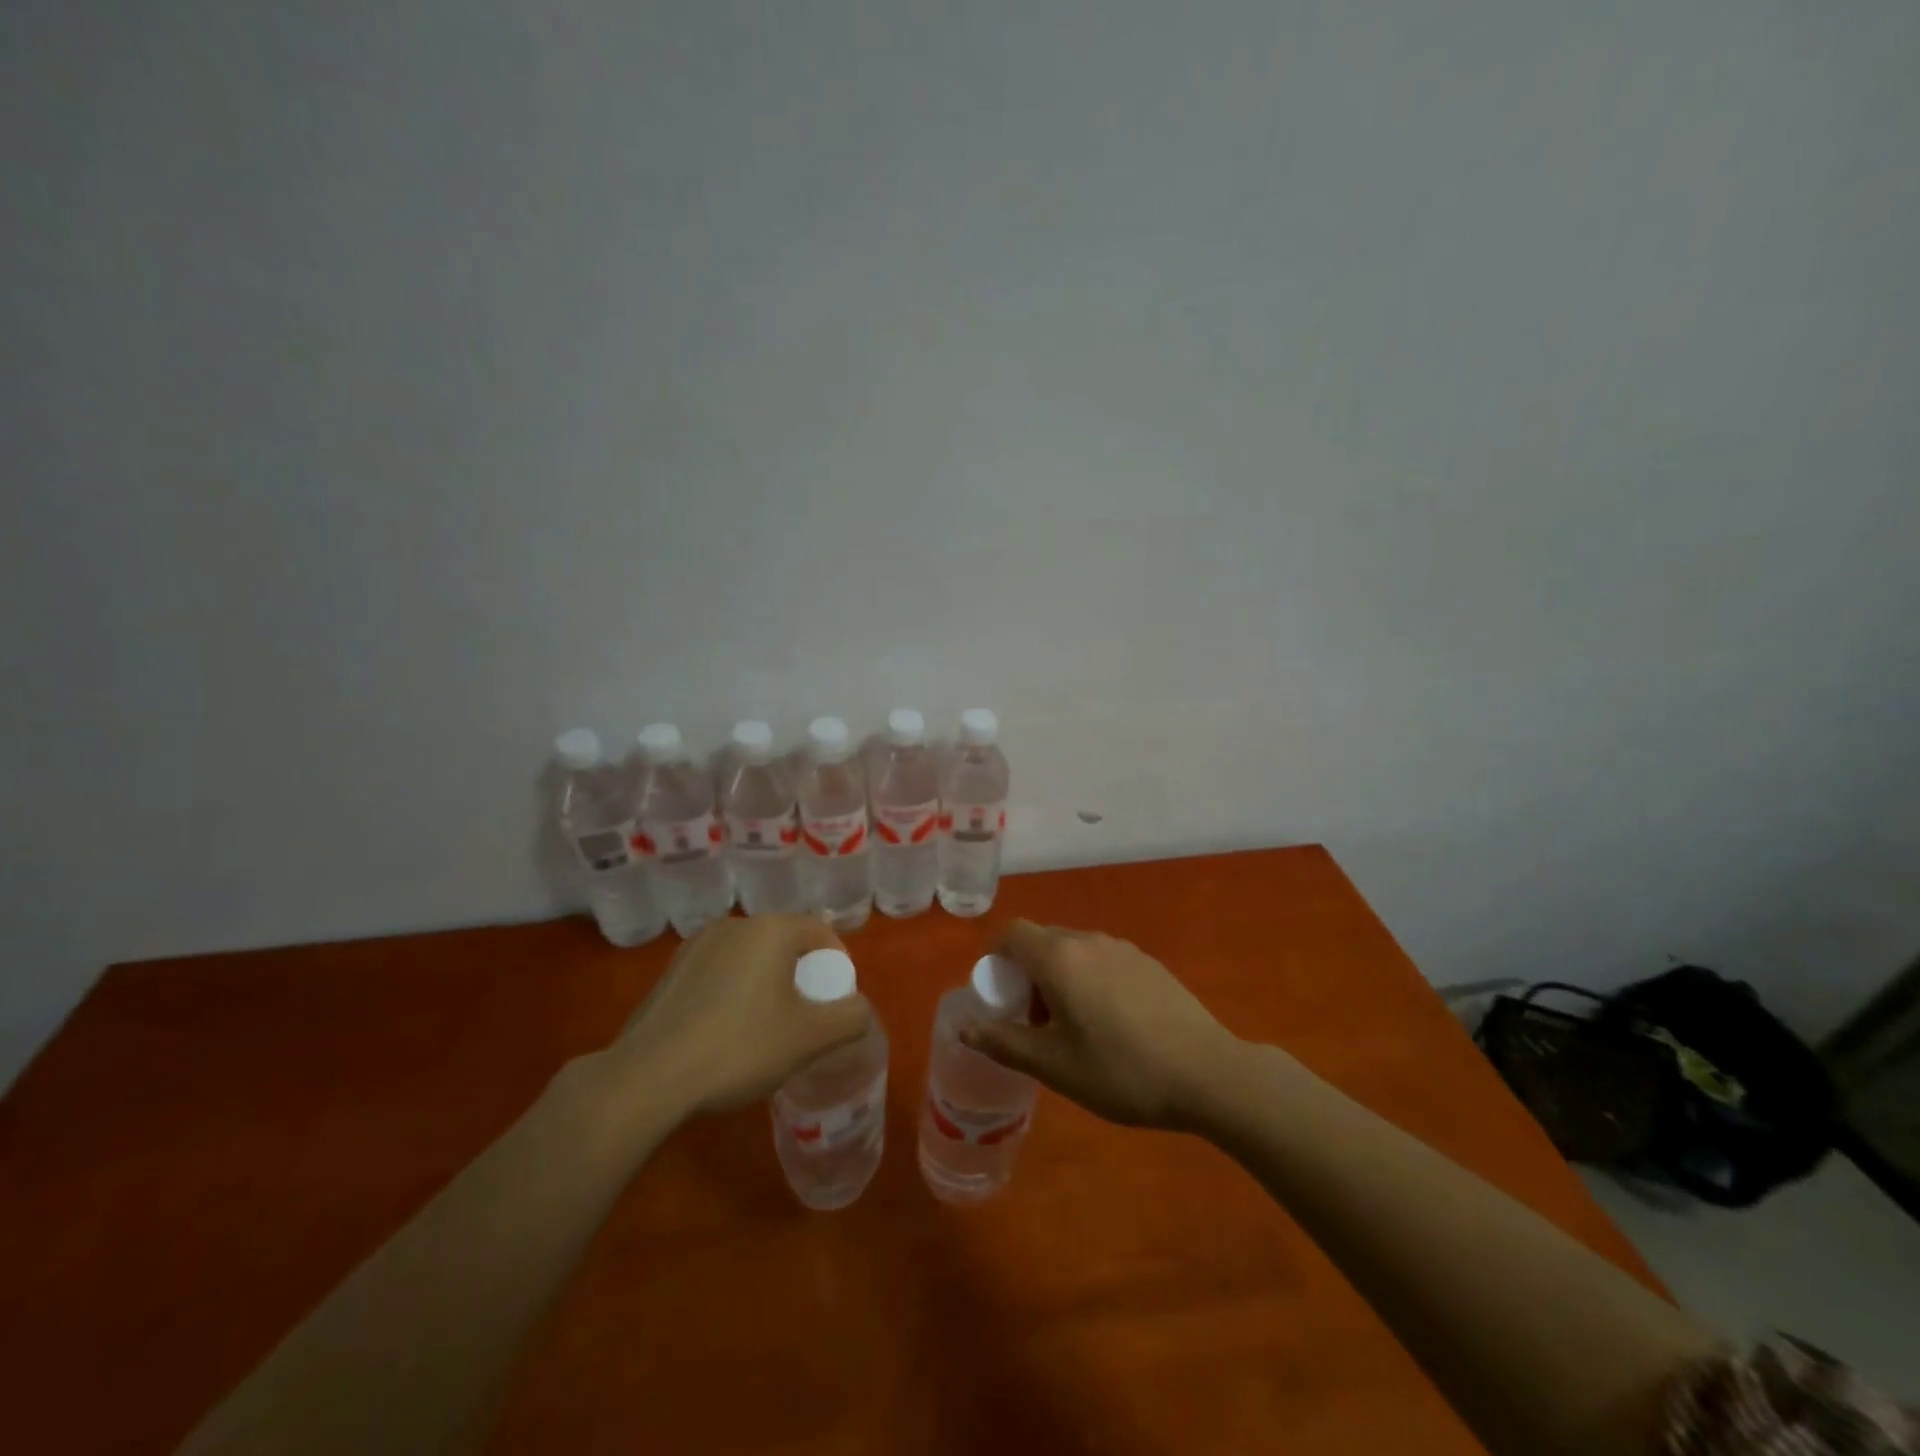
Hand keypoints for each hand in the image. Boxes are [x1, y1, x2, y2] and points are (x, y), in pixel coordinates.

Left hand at [612, 915, 872, 1116]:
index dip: (837, 964)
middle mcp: (734, 925)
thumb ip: (849, 1019)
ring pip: (750, 958)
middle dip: (802, 975)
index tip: (834, 1003)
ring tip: (765, 1029)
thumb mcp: (809, 1038)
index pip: (820, 932)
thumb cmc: (740, 1047)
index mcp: (770, 929)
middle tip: (805, 1018)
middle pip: (785, 942)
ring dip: (767, 984)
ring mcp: (696, 946)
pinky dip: (733, 993)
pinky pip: (719, 973)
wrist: (647, 1078)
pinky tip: (725, 1034)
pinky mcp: (670, 972)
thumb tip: (859, 1009)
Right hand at [960, 920, 1239, 1129]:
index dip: (995, 957)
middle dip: (1026, 973)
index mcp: (1059, 958)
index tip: (998, 994)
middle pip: (1042, 940)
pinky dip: (1089, 979)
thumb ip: (1004, 1041)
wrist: (1208, 1073)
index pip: (1012, 933)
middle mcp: (1089, 941)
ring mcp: (1123, 948)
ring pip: (1074, 950)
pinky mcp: (1148, 963)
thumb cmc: (1121, 1071)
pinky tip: (1110, 1024)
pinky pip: (1102, 959)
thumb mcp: (1054, 1065)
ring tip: (1070, 1027)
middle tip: (1032, 1020)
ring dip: (1058, 977)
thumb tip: (965, 1026)